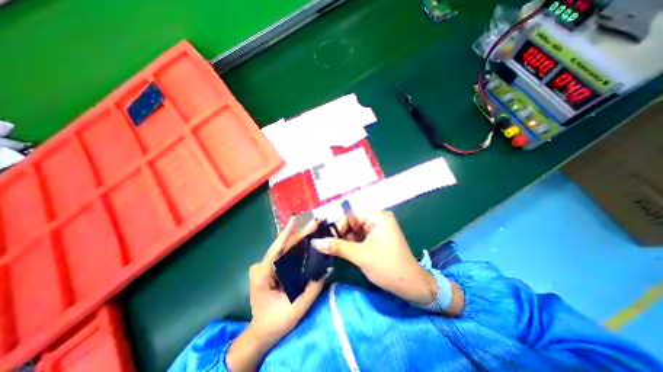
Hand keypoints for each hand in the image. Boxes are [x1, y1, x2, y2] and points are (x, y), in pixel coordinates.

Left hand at [228, 219, 329, 369]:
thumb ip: (312, 289)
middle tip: (314, 224)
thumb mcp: (296, 308)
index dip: (286, 234)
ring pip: (284, 249)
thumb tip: (327, 269)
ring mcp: (264, 266)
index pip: (276, 250)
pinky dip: (297, 247)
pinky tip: (307, 240)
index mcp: (262, 275)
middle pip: (282, 247)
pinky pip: (285, 254)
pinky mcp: (270, 267)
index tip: (295, 220)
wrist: (262, 331)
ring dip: (299, 239)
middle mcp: (261, 266)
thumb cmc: (276, 321)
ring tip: (313, 229)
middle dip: (299, 234)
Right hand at [312, 213, 434, 304]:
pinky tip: (342, 251)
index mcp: (378, 217)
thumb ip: (338, 247)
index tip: (327, 237)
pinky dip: (351, 243)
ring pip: (355, 230)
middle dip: (340, 233)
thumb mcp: (360, 255)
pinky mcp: (377, 239)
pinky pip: (360, 237)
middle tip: (327, 244)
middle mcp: (378, 220)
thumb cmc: (387, 267)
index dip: (338, 224)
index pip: (352, 214)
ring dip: (344, 239)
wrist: (411, 286)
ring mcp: (378, 230)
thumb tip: (316, 242)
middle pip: (353, 221)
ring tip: (331, 248)